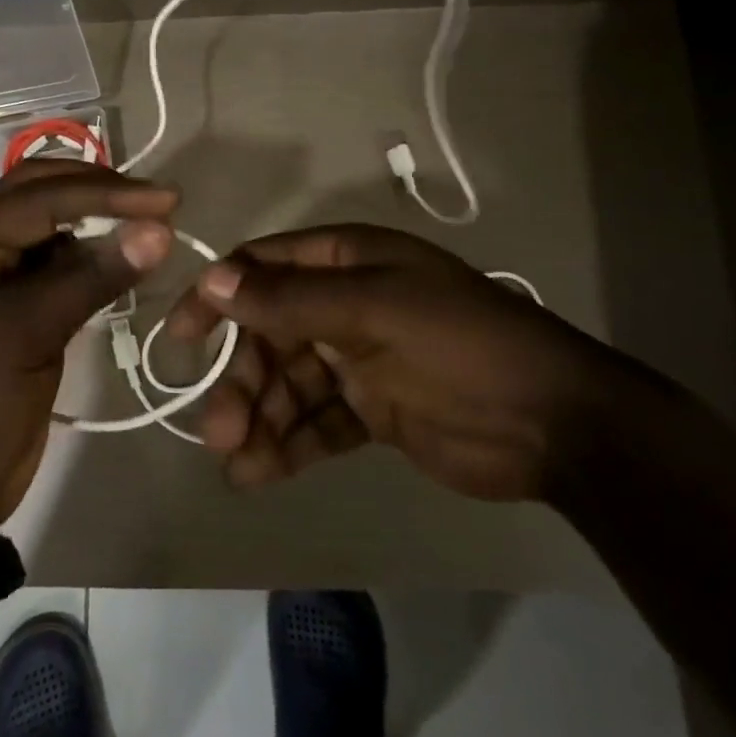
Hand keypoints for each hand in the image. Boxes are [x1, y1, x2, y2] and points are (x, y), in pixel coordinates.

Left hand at [0, 161, 177, 521]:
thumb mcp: (26, 335)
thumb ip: (91, 277)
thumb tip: (158, 231)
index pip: (39, 197)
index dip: (106, 194)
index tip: (166, 201)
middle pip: (40, 196)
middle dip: (100, 193)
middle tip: (159, 203)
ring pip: (53, 230)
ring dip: (99, 224)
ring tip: (153, 226)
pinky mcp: (16, 308)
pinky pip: (58, 268)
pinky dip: (93, 260)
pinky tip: (126, 259)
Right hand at [165, 224, 637, 500]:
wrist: (554, 423)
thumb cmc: (461, 345)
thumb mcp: (375, 310)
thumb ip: (293, 300)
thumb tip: (214, 281)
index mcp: (349, 262)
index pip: (264, 267)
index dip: (218, 296)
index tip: (181, 338)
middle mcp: (346, 303)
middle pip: (270, 335)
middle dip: (242, 380)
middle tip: (220, 430)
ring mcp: (358, 359)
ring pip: (288, 384)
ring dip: (260, 419)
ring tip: (239, 463)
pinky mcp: (371, 411)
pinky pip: (316, 422)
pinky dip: (289, 445)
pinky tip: (262, 474)